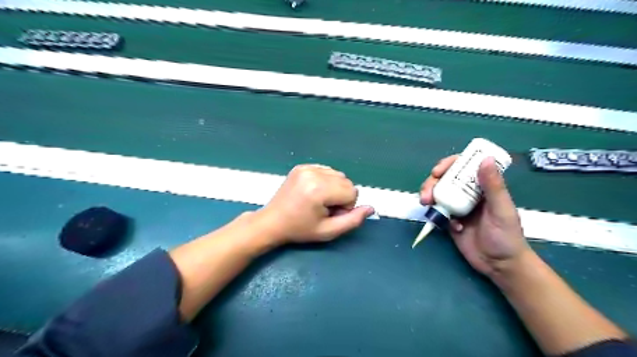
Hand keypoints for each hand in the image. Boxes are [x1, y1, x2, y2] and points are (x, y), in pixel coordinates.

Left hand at [254, 165, 373, 245]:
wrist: (272, 222)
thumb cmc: (300, 229)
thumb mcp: (328, 231)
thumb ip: (353, 220)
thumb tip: (371, 208)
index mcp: (319, 189)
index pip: (353, 192)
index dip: (346, 206)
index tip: (330, 214)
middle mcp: (314, 173)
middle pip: (347, 181)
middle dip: (341, 196)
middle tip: (324, 209)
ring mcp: (307, 167)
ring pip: (338, 175)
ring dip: (334, 188)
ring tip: (318, 200)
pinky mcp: (302, 166)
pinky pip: (326, 170)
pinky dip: (325, 181)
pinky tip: (313, 192)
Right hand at [422, 155, 530, 277]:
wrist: (500, 265)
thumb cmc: (507, 236)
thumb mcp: (501, 209)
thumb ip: (493, 186)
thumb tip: (486, 158)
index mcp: (482, 186)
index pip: (463, 167)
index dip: (448, 164)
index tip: (437, 171)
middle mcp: (468, 193)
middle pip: (445, 179)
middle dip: (431, 183)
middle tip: (426, 194)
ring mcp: (457, 207)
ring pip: (438, 194)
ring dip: (429, 196)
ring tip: (426, 204)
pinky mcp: (449, 221)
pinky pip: (438, 212)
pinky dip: (437, 215)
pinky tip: (450, 227)